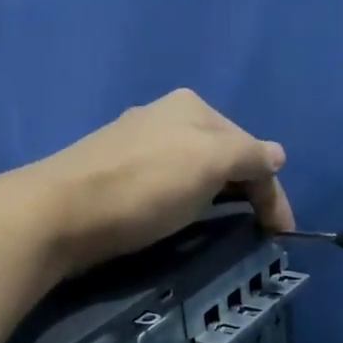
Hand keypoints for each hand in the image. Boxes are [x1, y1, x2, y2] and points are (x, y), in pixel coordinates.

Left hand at [17, 89, 293, 276]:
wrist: (60, 212)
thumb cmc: (144, 187)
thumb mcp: (210, 164)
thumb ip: (249, 157)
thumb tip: (278, 156)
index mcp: (194, 107)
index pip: (252, 148)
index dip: (273, 192)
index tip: (281, 236)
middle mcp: (166, 115)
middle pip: (224, 156)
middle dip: (246, 191)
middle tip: (257, 233)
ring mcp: (137, 142)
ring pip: (196, 170)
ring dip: (218, 197)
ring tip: (225, 228)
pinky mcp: (115, 171)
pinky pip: (170, 183)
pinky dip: (189, 200)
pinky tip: (183, 215)